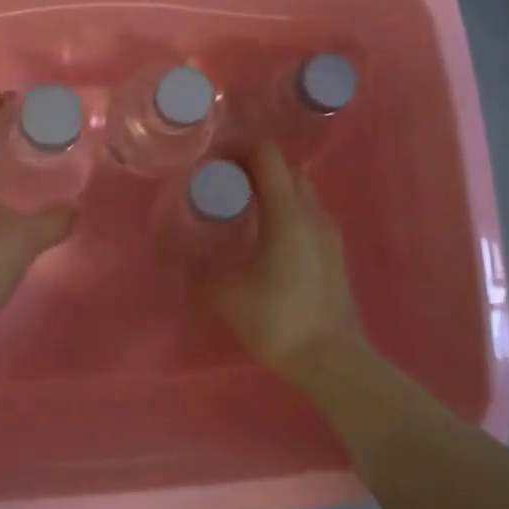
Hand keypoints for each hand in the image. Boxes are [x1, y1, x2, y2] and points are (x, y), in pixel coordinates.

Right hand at [212, 143, 371, 390]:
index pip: (267, 155)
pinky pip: (307, 212)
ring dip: (272, 186)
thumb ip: (197, 274)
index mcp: (287, 214)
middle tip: (223, 180)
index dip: (238, 147)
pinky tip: (264, 234)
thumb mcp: (227, 297)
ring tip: (241, 205)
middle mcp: (312, 213)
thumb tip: (174, 263)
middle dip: (253, 164)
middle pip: (285, 167)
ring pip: (300, 189)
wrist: (334, 361)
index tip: (212, 159)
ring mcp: (328, 232)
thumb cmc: (279, 321)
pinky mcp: (334, 252)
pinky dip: (285, 207)